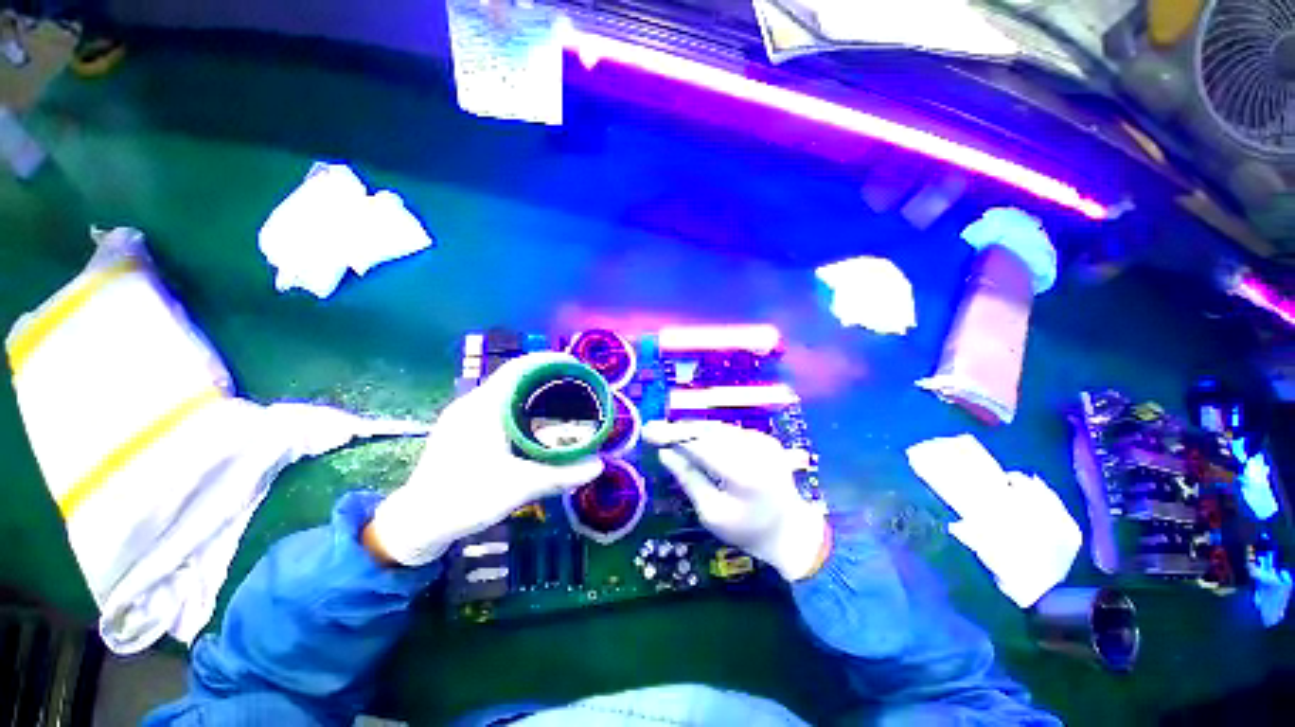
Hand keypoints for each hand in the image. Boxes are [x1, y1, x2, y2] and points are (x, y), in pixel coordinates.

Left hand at [368, 352, 603, 565]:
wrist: (416, 524)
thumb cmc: (465, 499)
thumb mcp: (519, 487)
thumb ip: (561, 475)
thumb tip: (598, 466)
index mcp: (484, 407)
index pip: (518, 368)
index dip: (548, 360)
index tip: (575, 364)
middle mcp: (472, 404)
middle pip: (514, 376)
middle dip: (546, 375)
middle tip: (575, 385)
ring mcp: (464, 416)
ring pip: (505, 391)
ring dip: (532, 389)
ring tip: (560, 399)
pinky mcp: (461, 430)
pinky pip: (497, 405)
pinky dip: (520, 405)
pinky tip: (533, 422)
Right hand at [642, 420, 829, 580]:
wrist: (790, 530)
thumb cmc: (747, 530)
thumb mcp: (711, 513)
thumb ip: (688, 478)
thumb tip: (664, 453)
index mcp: (743, 474)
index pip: (700, 445)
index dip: (672, 436)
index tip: (648, 431)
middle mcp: (755, 450)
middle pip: (708, 431)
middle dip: (679, 430)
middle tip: (654, 431)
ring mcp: (763, 441)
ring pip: (718, 427)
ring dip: (693, 429)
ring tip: (670, 434)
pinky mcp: (765, 439)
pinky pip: (729, 431)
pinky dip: (709, 433)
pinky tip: (695, 439)